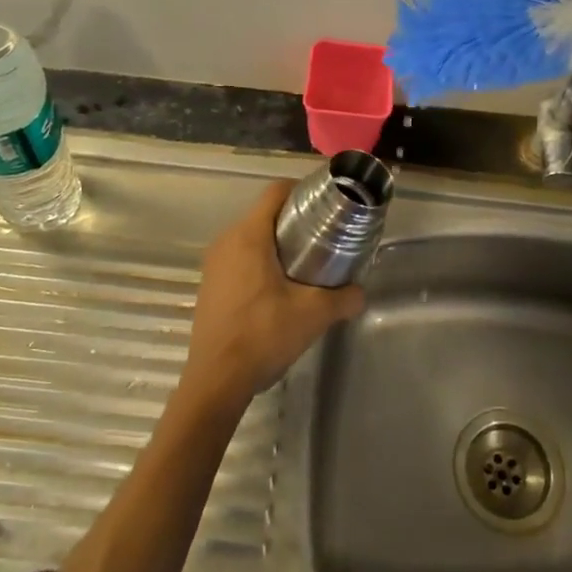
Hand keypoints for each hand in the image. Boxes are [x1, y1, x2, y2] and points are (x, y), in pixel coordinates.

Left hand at [181, 181, 364, 407]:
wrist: (216, 381)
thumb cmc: (263, 336)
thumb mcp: (313, 315)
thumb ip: (344, 298)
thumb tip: (360, 292)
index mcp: (249, 236)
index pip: (276, 192)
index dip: (303, 191)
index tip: (327, 204)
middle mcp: (226, 241)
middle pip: (265, 214)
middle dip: (295, 220)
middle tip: (324, 236)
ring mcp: (214, 264)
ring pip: (251, 237)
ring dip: (278, 243)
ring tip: (306, 262)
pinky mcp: (210, 285)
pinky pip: (239, 258)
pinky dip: (261, 261)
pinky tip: (280, 288)